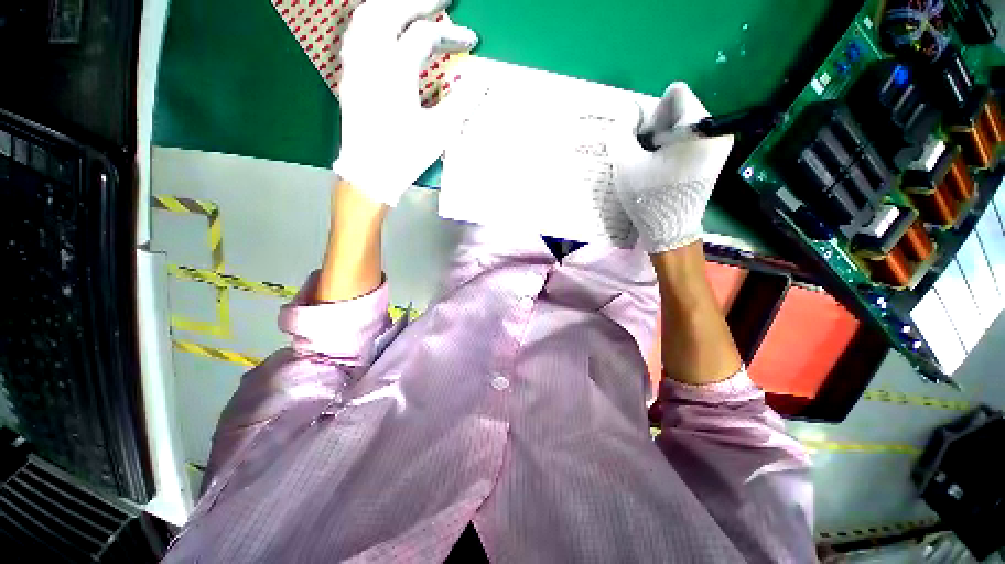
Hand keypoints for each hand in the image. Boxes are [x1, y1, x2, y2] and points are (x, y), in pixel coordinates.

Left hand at [333, 0, 477, 205]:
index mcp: (394, 71)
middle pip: (389, 10)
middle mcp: (369, 58)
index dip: (452, 34)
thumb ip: (463, 100)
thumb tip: (484, 77)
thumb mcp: (440, 131)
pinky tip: (383, 27)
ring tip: (411, 6)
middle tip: (442, 0)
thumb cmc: (405, 155)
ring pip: (366, 16)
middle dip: (418, 1)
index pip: (425, 37)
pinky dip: (372, 21)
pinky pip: (355, 34)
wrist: (369, 175)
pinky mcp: (348, 76)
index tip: (472, 39)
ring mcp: (354, 65)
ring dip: (391, 5)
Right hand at [611, 83, 733, 253]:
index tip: (647, 142)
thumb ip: (621, 132)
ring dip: (664, 139)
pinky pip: (690, 137)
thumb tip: (627, 114)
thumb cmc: (649, 198)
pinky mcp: (715, 156)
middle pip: (680, 108)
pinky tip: (664, 169)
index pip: (675, 93)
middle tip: (648, 156)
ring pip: (683, 124)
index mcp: (700, 126)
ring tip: (655, 165)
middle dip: (658, 127)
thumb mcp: (626, 164)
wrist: (670, 230)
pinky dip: (673, 148)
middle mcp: (717, 129)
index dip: (653, 114)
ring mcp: (719, 143)